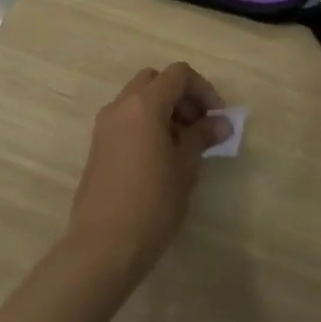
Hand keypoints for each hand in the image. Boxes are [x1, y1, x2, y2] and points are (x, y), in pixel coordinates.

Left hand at [66, 63, 229, 283]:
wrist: (103, 247)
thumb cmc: (152, 203)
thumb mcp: (185, 167)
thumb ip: (203, 136)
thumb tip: (222, 123)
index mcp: (143, 104)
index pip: (178, 75)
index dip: (203, 89)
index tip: (218, 118)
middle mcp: (120, 106)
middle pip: (155, 80)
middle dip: (181, 96)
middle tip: (199, 125)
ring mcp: (105, 126)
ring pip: (138, 99)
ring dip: (164, 109)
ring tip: (183, 144)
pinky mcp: (98, 146)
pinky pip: (127, 119)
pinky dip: (147, 123)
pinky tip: (161, 157)